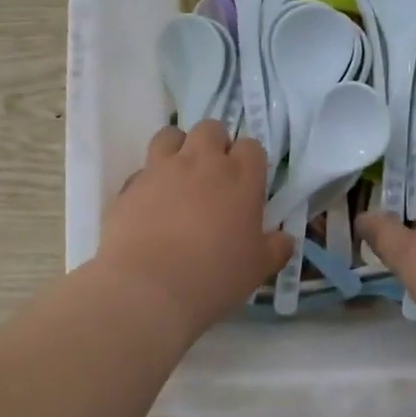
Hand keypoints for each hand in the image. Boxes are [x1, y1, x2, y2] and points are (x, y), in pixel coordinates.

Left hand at [94, 120, 293, 339]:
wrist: (148, 287)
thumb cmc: (214, 276)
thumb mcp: (257, 268)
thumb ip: (275, 248)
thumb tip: (285, 238)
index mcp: (240, 177)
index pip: (251, 147)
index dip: (249, 162)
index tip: (246, 184)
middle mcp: (201, 161)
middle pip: (210, 129)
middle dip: (214, 144)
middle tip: (214, 176)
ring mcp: (162, 168)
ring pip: (171, 135)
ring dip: (178, 148)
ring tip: (179, 176)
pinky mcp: (130, 184)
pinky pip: (142, 169)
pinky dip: (149, 179)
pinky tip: (151, 204)